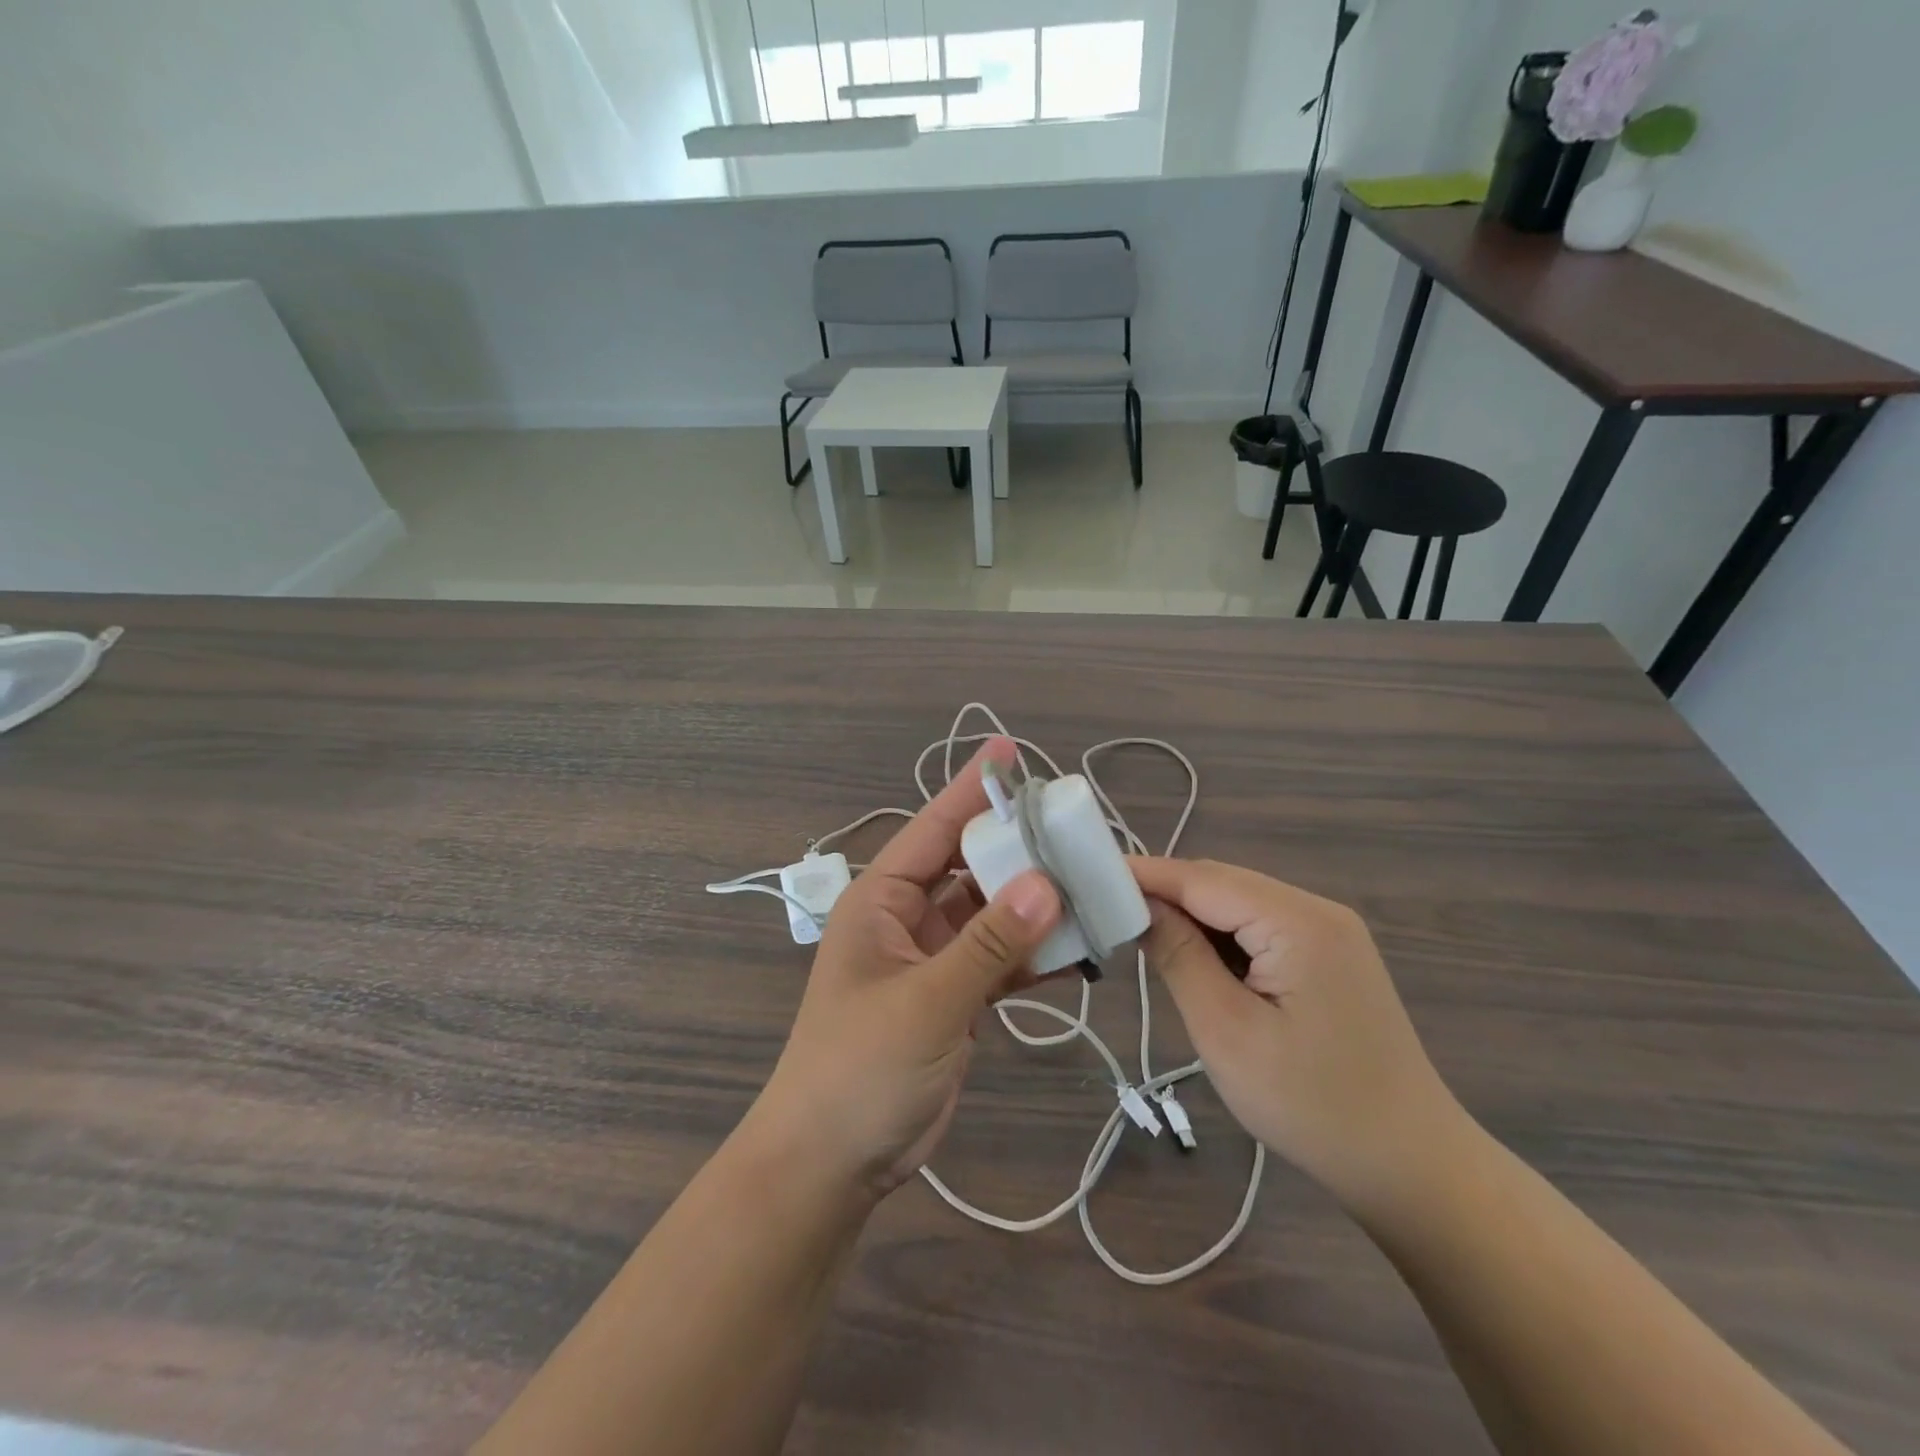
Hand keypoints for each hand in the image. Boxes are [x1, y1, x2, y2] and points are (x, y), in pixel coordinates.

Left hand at [747, 739, 1061, 1200]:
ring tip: (1091, 884)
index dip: (970, 791)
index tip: (1010, 753)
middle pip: (969, 868)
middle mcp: (906, 919)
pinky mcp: (954, 998)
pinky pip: (999, 961)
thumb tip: (1048, 883)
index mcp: (880, 901)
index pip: (931, 830)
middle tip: (1074, 827)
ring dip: (1033, 905)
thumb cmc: (860, 1069)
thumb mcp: (928, 1002)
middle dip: (1016, 849)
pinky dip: (1034, 955)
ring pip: (991, 915)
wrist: (831, 1163)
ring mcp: (932, 960)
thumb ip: (989, 944)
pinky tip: (1080, 948)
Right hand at [1130, 857, 1467, 1214]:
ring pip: (1240, 905)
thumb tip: (1140, 905)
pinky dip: (1221, 938)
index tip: (1087, 876)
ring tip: (1140, 938)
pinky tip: (1196, 962)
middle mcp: (1317, 910)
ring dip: (1191, 917)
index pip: (1202, 878)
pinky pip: (1262, 929)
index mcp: (1298, 921)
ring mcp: (1330, 933)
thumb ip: (1178, 955)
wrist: (1412, 1167)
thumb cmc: (1311, 1105)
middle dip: (1164, 894)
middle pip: (1222, 884)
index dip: (1143, 875)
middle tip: (1106, 914)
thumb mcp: (1226, 1030)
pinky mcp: (1331, 957)